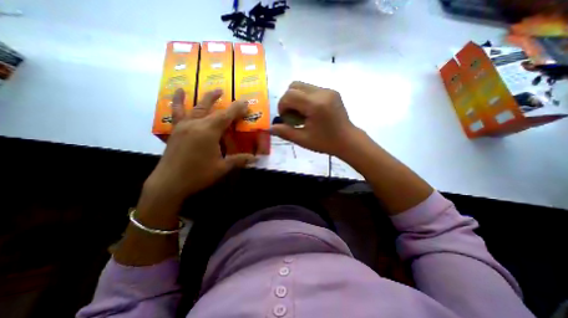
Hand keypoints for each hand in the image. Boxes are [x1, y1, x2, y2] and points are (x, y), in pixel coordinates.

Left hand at [142, 88, 257, 214]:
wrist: (169, 182)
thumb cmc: (198, 174)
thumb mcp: (222, 167)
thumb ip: (239, 160)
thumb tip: (255, 158)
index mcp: (209, 132)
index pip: (226, 116)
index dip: (237, 109)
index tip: (245, 103)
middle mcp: (196, 124)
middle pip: (211, 108)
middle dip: (222, 100)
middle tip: (230, 93)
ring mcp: (184, 126)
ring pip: (196, 107)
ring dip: (206, 98)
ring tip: (213, 90)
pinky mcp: (176, 130)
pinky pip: (177, 112)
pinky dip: (178, 101)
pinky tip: (178, 92)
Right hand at [271, 81, 358, 156]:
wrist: (348, 141)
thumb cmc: (325, 142)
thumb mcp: (303, 140)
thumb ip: (285, 132)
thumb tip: (270, 128)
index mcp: (315, 105)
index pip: (289, 95)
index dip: (282, 106)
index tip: (286, 119)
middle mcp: (322, 92)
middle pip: (294, 86)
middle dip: (288, 100)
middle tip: (292, 116)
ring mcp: (328, 90)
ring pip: (303, 85)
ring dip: (296, 98)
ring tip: (301, 114)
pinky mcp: (332, 92)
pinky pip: (311, 89)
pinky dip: (305, 98)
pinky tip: (310, 112)